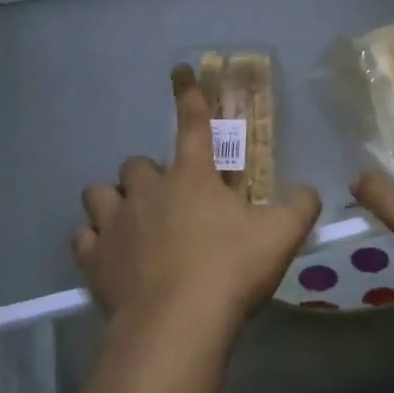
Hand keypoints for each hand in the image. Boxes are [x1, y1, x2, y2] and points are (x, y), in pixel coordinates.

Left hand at [73, 66, 321, 344]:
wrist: (177, 323)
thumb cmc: (230, 271)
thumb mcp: (280, 237)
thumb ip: (300, 207)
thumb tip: (309, 191)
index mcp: (193, 177)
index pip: (192, 122)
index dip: (187, 94)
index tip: (178, 70)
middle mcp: (148, 189)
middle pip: (137, 164)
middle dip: (149, 176)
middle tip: (168, 201)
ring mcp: (115, 222)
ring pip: (99, 193)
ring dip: (113, 202)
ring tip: (129, 222)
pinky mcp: (94, 257)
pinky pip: (84, 237)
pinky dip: (94, 242)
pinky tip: (108, 255)